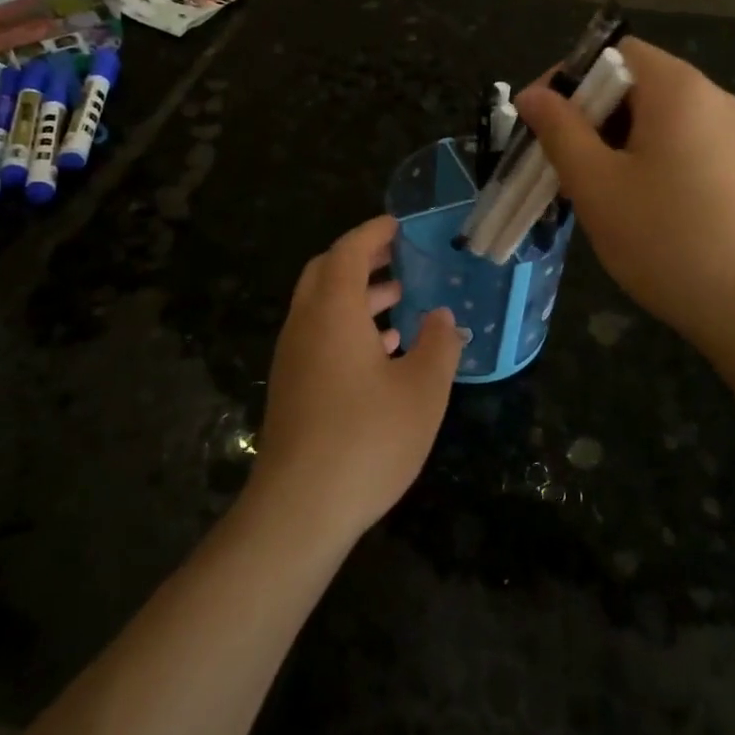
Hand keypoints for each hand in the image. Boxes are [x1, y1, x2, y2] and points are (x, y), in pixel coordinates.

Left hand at [251, 215, 464, 544]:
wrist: (299, 508)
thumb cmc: (367, 439)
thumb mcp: (422, 390)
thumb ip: (438, 345)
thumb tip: (442, 317)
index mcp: (333, 311)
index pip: (348, 251)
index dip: (374, 232)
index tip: (400, 225)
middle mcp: (305, 325)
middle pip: (326, 272)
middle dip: (362, 259)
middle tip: (399, 257)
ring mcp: (293, 357)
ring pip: (322, 307)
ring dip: (357, 295)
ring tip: (401, 300)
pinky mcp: (292, 387)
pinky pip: (319, 336)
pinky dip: (348, 326)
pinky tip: (383, 352)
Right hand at [514, 38, 734, 357]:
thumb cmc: (667, 239)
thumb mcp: (596, 184)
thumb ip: (559, 131)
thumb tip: (532, 95)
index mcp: (679, 88)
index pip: (614, 52)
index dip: (568, 78)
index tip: (537, 122)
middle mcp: (714, 99)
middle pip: (636, 85)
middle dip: (588, 118)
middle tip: (558, 165)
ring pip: (657, 122)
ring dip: (614, 145)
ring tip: (591, 193)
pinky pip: (682, 148)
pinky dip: (647, 164)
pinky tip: (635, 210)